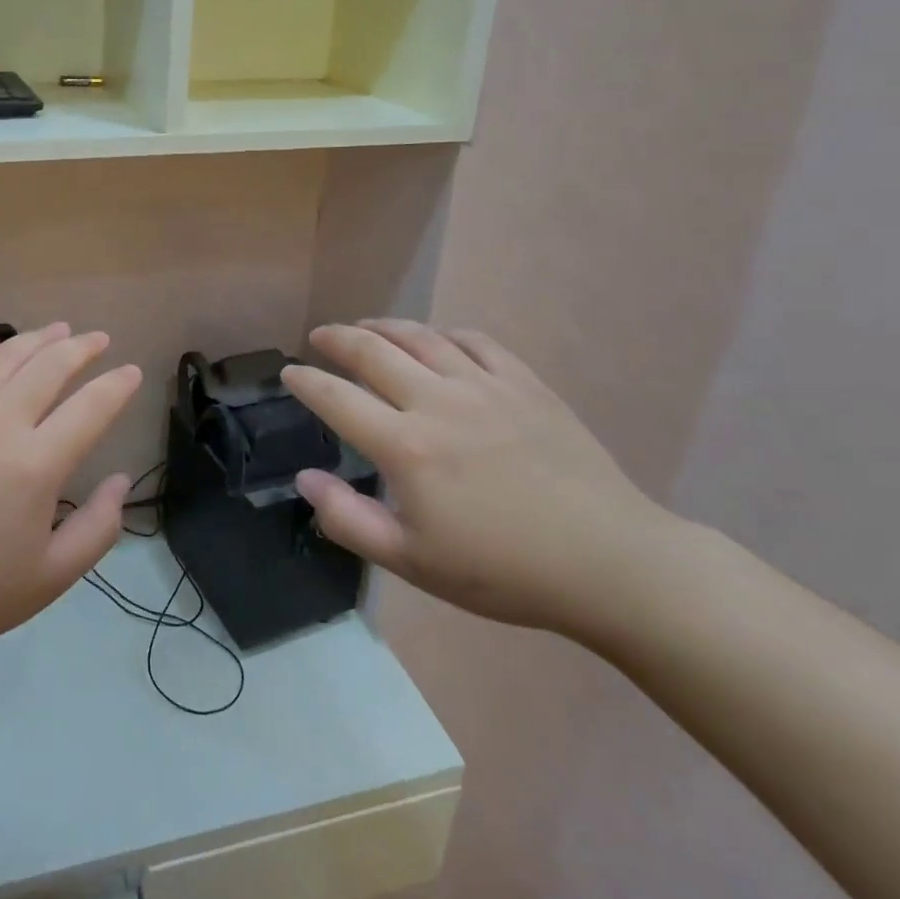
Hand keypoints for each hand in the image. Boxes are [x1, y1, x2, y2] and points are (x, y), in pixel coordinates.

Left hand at [0, 325, 141, 714]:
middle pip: (49, 367)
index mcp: (35, 465)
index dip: (117, 386)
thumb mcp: (50, 578)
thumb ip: (97, 528)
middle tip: (99, 340)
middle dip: (81, 348)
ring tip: (58, 330)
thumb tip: (121, 481)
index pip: (91, 407)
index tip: (132, 372)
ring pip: (3, 358)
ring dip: (37, 339)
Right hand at [280, 321, 682, 637]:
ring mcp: (485, 386)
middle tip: (319, 337)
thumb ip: (349, 520)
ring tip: (365, 327)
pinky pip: (475, 342)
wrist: (610, 564)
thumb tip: (306, 478)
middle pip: (373, 352)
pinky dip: (444, 334)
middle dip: (337, 339)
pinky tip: (436, 340)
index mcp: (406, 447)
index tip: (289, 372)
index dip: (306, 381)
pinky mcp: (525, 384)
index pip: (337, 398)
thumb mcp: (413, 562)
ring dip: (384, 327)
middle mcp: (438, 402)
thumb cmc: (504, 571)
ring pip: (421, 337)